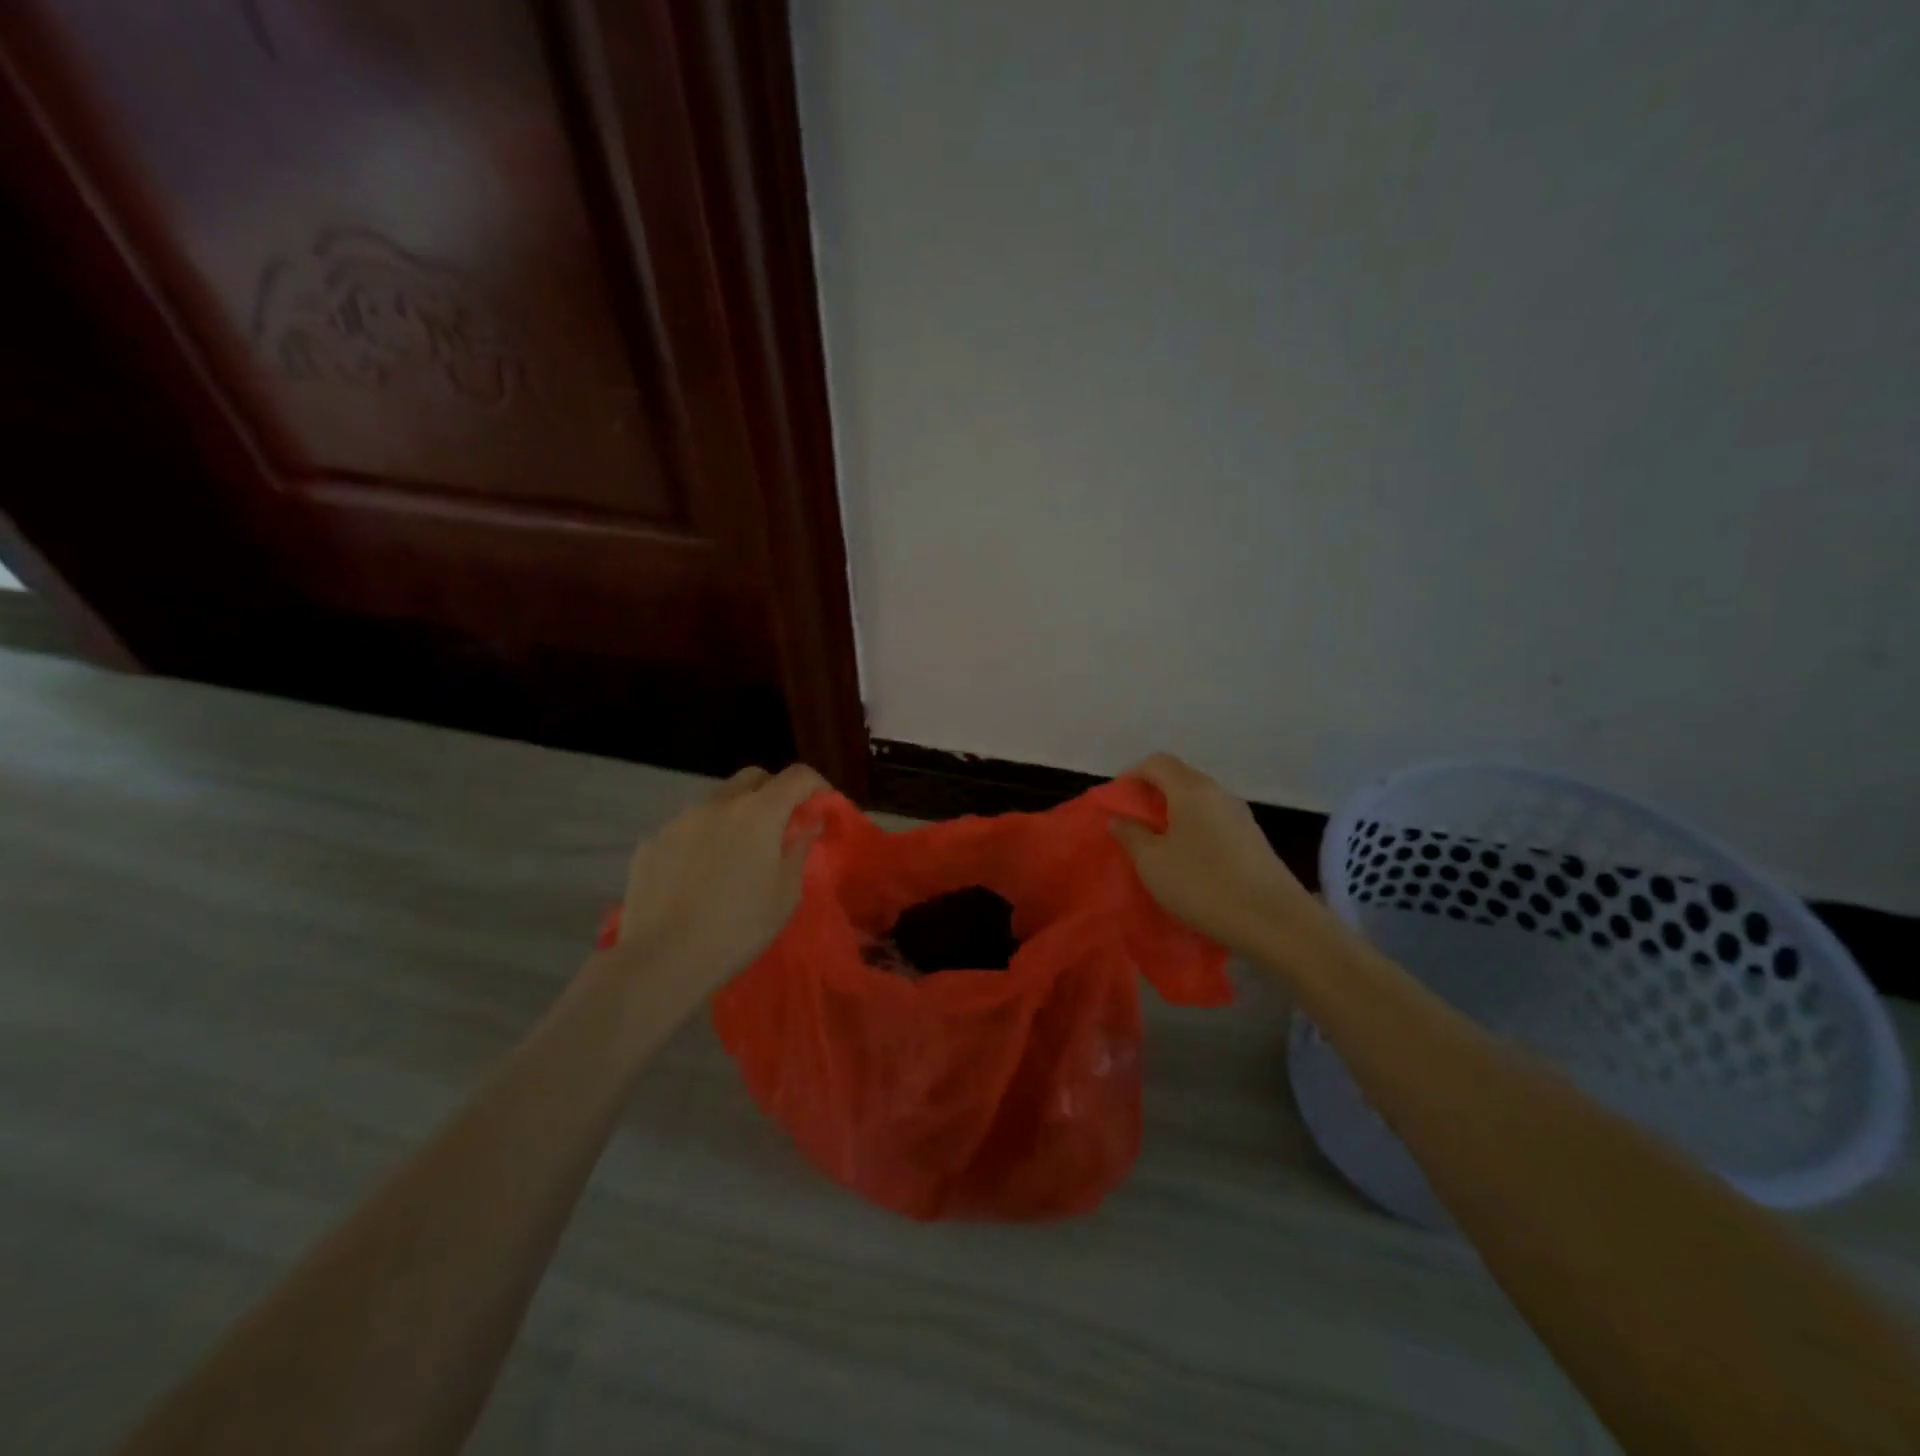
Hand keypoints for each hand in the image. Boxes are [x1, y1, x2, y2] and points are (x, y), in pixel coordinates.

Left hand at [611, 764, 827, 990]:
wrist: (661, 960)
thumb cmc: (737, 929)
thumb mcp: (785, 895)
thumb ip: (799, 850)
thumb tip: (807, 824)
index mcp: (758, 814)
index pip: (796, 776)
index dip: (815, 785)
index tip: (821, 805)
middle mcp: (718, 804)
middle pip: (753, 778)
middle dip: (773, 792)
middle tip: (779, 826)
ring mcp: (679, 820)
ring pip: (717, 800)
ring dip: (735, 815)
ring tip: (734, 854)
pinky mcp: (651, 841)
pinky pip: (686, 827)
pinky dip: (702, 838)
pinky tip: (697, 874)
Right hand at [1111, 752, 1319, 957]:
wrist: (1275, 922)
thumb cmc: (1203, 885)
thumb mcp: (1152, 864)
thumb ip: (1131, 835)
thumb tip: (1119, 818)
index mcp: (1191, 790)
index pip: (1156, 762)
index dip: (1131, 775)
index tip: (1116, 801)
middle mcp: (1218, 793)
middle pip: (1179, 777)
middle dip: (1151, 794)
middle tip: (1132, 823)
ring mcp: (1241, 815)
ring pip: (1199, 800)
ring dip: (1174, 813)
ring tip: (1158, 844)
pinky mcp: (1253, 839)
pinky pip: (1214, 820)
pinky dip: (1194, 829)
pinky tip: (1189, 860)